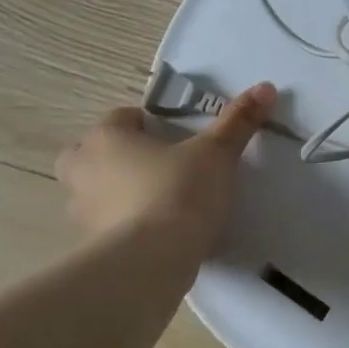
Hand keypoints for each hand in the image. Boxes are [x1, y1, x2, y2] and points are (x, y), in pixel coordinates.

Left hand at [55, 83, 276, 250]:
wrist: (153, 260)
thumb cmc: (180, 191)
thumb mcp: (217, 153)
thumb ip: (238, 121)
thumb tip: (265, 87)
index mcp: (107, 138)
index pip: (121, 116)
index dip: (149, 122)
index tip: (177, 135)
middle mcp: (84, 169)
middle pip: (92, 152)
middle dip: (117, 155)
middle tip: (156, 164)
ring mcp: (82, 211)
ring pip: (94, 190)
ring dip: (117, 190)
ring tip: (158, 199)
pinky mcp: (91, 245)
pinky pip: (106, 224)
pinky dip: (124, 223)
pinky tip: (156, 231)